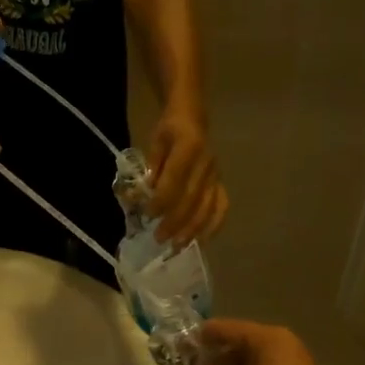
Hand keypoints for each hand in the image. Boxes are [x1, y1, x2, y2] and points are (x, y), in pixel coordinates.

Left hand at [148, 107, 228, 244]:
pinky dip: (213, 226)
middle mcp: (206, 163)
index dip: (162, 200)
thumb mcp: (155, 142)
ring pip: (207, 208)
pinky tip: (202, 241)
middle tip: (159, 238)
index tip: (148, 215)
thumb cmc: (169, 130)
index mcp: (189, 147)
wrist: (193, 117)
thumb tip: (142, 195)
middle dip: (175, 222)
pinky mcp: (220, 183)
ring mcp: (216, 175)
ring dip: (192, 230)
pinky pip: (221, 207)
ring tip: (176, 246)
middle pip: (191, 199)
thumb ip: (151, 167)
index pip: (175, 179)